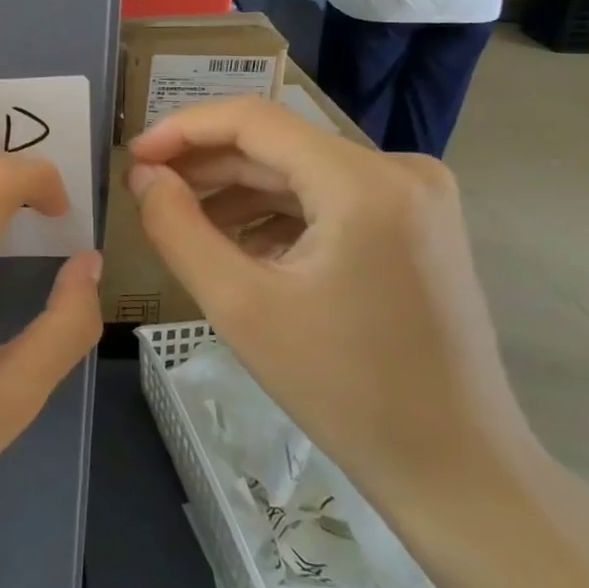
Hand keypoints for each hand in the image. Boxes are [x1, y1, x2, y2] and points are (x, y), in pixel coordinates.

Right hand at [128, 97, 538, 518]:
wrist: (455, 468)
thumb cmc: (344, 390)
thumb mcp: (240, 306)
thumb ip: (177, 228)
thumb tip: (144, 175)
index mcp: (364, 183)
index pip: (253, 119)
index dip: (183, 129)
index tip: (133, 156)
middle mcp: (399, 169)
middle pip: (277, 144)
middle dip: (206, 165)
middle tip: (148, 191)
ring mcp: (415, 195)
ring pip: (299, 170)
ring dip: (236, 191)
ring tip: (184, 223)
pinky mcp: (416, 222)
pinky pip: (327, 197)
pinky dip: (275, 213)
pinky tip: (239, 248)